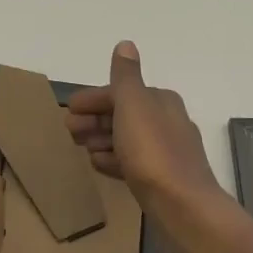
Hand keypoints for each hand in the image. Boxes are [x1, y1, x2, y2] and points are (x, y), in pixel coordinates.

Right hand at [65, 42, 244, 252]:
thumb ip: (125, 76)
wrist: (184, 209)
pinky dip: (113, 159)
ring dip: (101, 139)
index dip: (93, 99)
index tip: (68, 109)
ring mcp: (166, 153)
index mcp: (161, 101)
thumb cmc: (153, 153)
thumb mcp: (133, 105)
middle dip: (94, 119)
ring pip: (126, 139)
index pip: (121, 92)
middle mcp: (167, 122)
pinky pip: (132, 162)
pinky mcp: (162, 180)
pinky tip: (99, 165)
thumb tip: (126, 44)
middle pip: (123, 115)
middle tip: (69, 130)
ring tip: (79, 147)